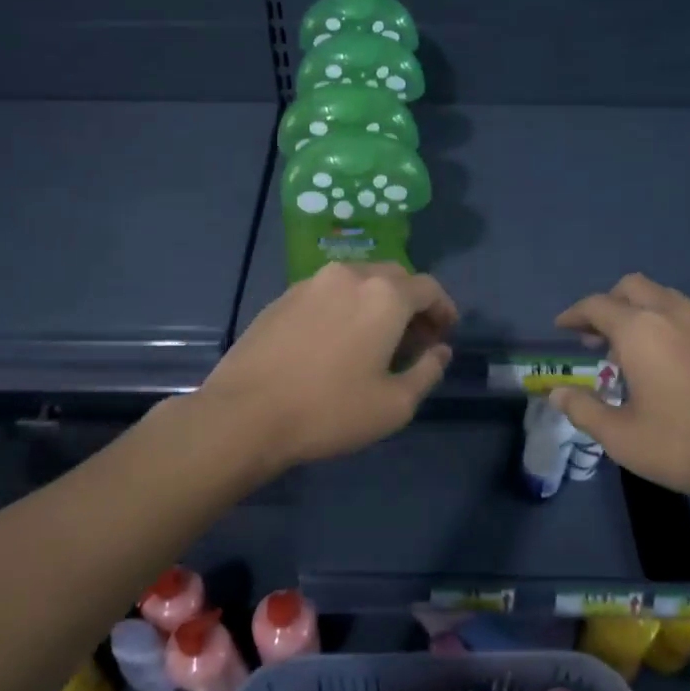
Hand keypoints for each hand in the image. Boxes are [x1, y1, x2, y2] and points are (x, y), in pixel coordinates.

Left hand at [200, 263, 456, 471]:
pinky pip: (328, 292)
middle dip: (411, 302)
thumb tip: (440, 351)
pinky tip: (337, 339)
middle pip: (394, 276)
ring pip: (358, 281)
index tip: (444, 334)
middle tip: (414, 337)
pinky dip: (345, 306)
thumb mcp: (395, 404)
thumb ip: (427, 372)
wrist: (245, 414)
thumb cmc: (330, 411)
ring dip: (376, 302)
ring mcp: (311, 283)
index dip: (443, 309)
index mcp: (384, 295)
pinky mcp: (282, 297)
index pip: (428, 288)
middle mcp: (349, 276)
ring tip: (375, 339)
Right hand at [549, 274, 689, 515]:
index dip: (575, 314)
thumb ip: (584, 410)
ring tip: (636, 353)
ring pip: (668, 298)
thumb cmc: (684, 446)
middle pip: (633, 287)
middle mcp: (676, 315)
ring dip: (643, 313)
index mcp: (641, 332)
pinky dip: (673, 326)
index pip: (597, 305)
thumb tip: (557, 393)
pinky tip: (677, 363)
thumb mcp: (621, 437)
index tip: (563, 328)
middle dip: (609, 304)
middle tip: (597, 338)